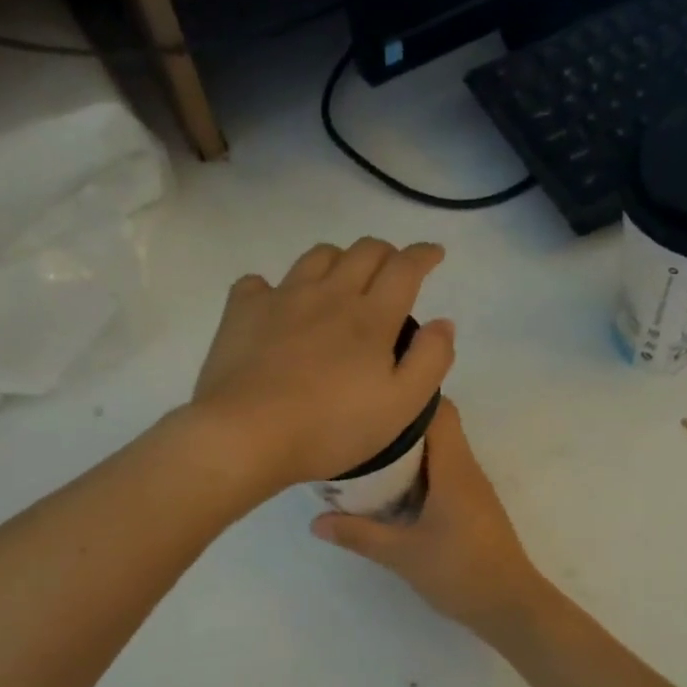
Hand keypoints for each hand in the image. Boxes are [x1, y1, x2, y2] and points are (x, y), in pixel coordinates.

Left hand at [190, 238, 454, 494]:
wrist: (248, 435)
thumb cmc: (331, 428)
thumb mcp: (401, 406)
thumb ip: (430, 360)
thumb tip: (442, 323)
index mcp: (371, 317)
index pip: (405, 268)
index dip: (424, 254)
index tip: (434, 254)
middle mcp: (329, 294)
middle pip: (364, 251)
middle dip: (386, 253)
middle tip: (392, 271)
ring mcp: (282, 298)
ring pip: (317, 256)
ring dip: (339, 260)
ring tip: (341, 281)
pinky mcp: (243, 311)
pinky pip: (260, 282)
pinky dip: (275, 287)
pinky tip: (277, 306)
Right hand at [311, 399, 547, 636]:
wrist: (510, 606)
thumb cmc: (460, 571)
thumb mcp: (402, 554)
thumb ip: (359, 535)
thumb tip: (316, 522)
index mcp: (454, 468)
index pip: (440, 410)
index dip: (410, 398)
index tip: (375, 401)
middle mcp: (467, 469)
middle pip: (437, 428)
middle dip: (400, 426)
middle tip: (359, 433)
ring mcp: (473, 489)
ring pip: (440, 453)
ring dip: (409, 453)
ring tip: (368, 458)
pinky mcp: (473, 508)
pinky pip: (444, 475)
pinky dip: (419, 475)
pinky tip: (392, 493)